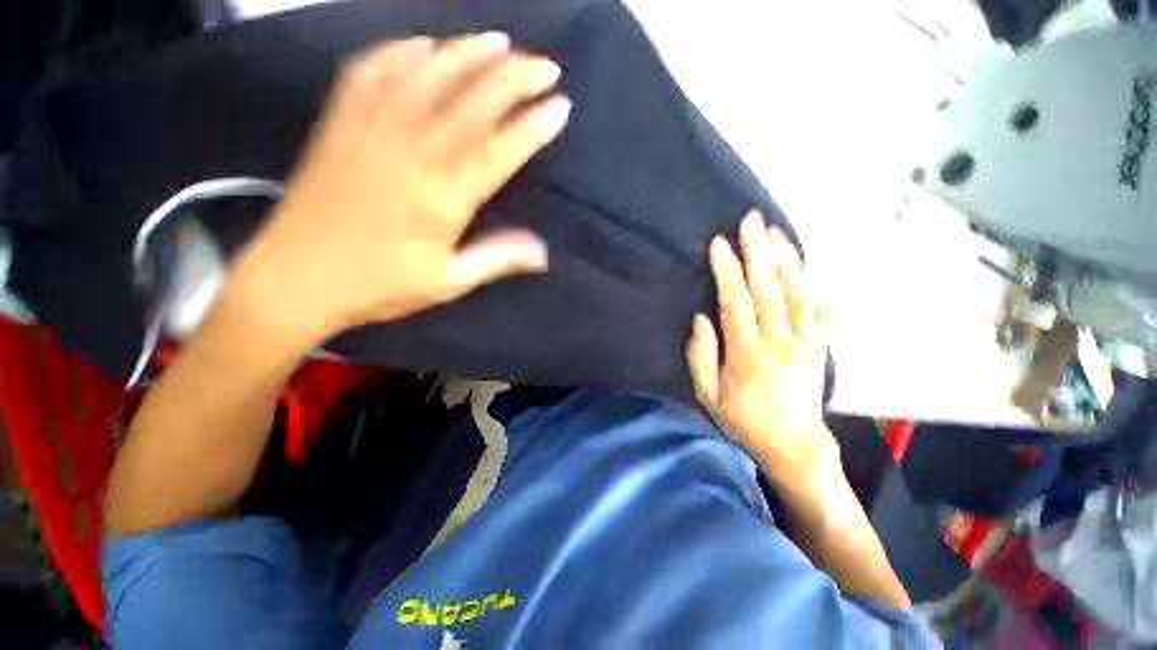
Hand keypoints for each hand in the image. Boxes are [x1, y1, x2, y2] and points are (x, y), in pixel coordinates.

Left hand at [233, 33, 570, 344]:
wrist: (295, 280)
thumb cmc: (379, 287)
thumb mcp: (448, 282)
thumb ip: (497, 259)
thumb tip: (543, 252)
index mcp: (441, 198)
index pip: (498, 152)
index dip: (533, 127)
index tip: (560, 107)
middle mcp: (410, 153)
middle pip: (470, 103)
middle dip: (514, 79)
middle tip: (545, 66)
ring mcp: (370, 131)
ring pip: (425, 76)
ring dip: (466, 53)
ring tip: (500, 41)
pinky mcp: (339, 123)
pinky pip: (370, 72)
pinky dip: (399, 51)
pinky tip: (423, 43)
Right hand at [687, 210, 833, 482]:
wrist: (793, 445)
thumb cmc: (743, 419)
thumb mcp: (707, 394)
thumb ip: (700, 356)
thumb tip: (701, 319)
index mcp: (747, 351)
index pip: (736, 301)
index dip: (727, 270)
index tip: (720, 243)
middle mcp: (779, 340)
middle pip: (768, 288)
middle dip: (758, 251)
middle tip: (752, 220)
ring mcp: (804, 341)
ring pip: (797, 293)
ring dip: (787, 260)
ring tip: (777, 233)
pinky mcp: (819, 347)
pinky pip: (820, 313)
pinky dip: (815, 288)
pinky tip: (810, 269)